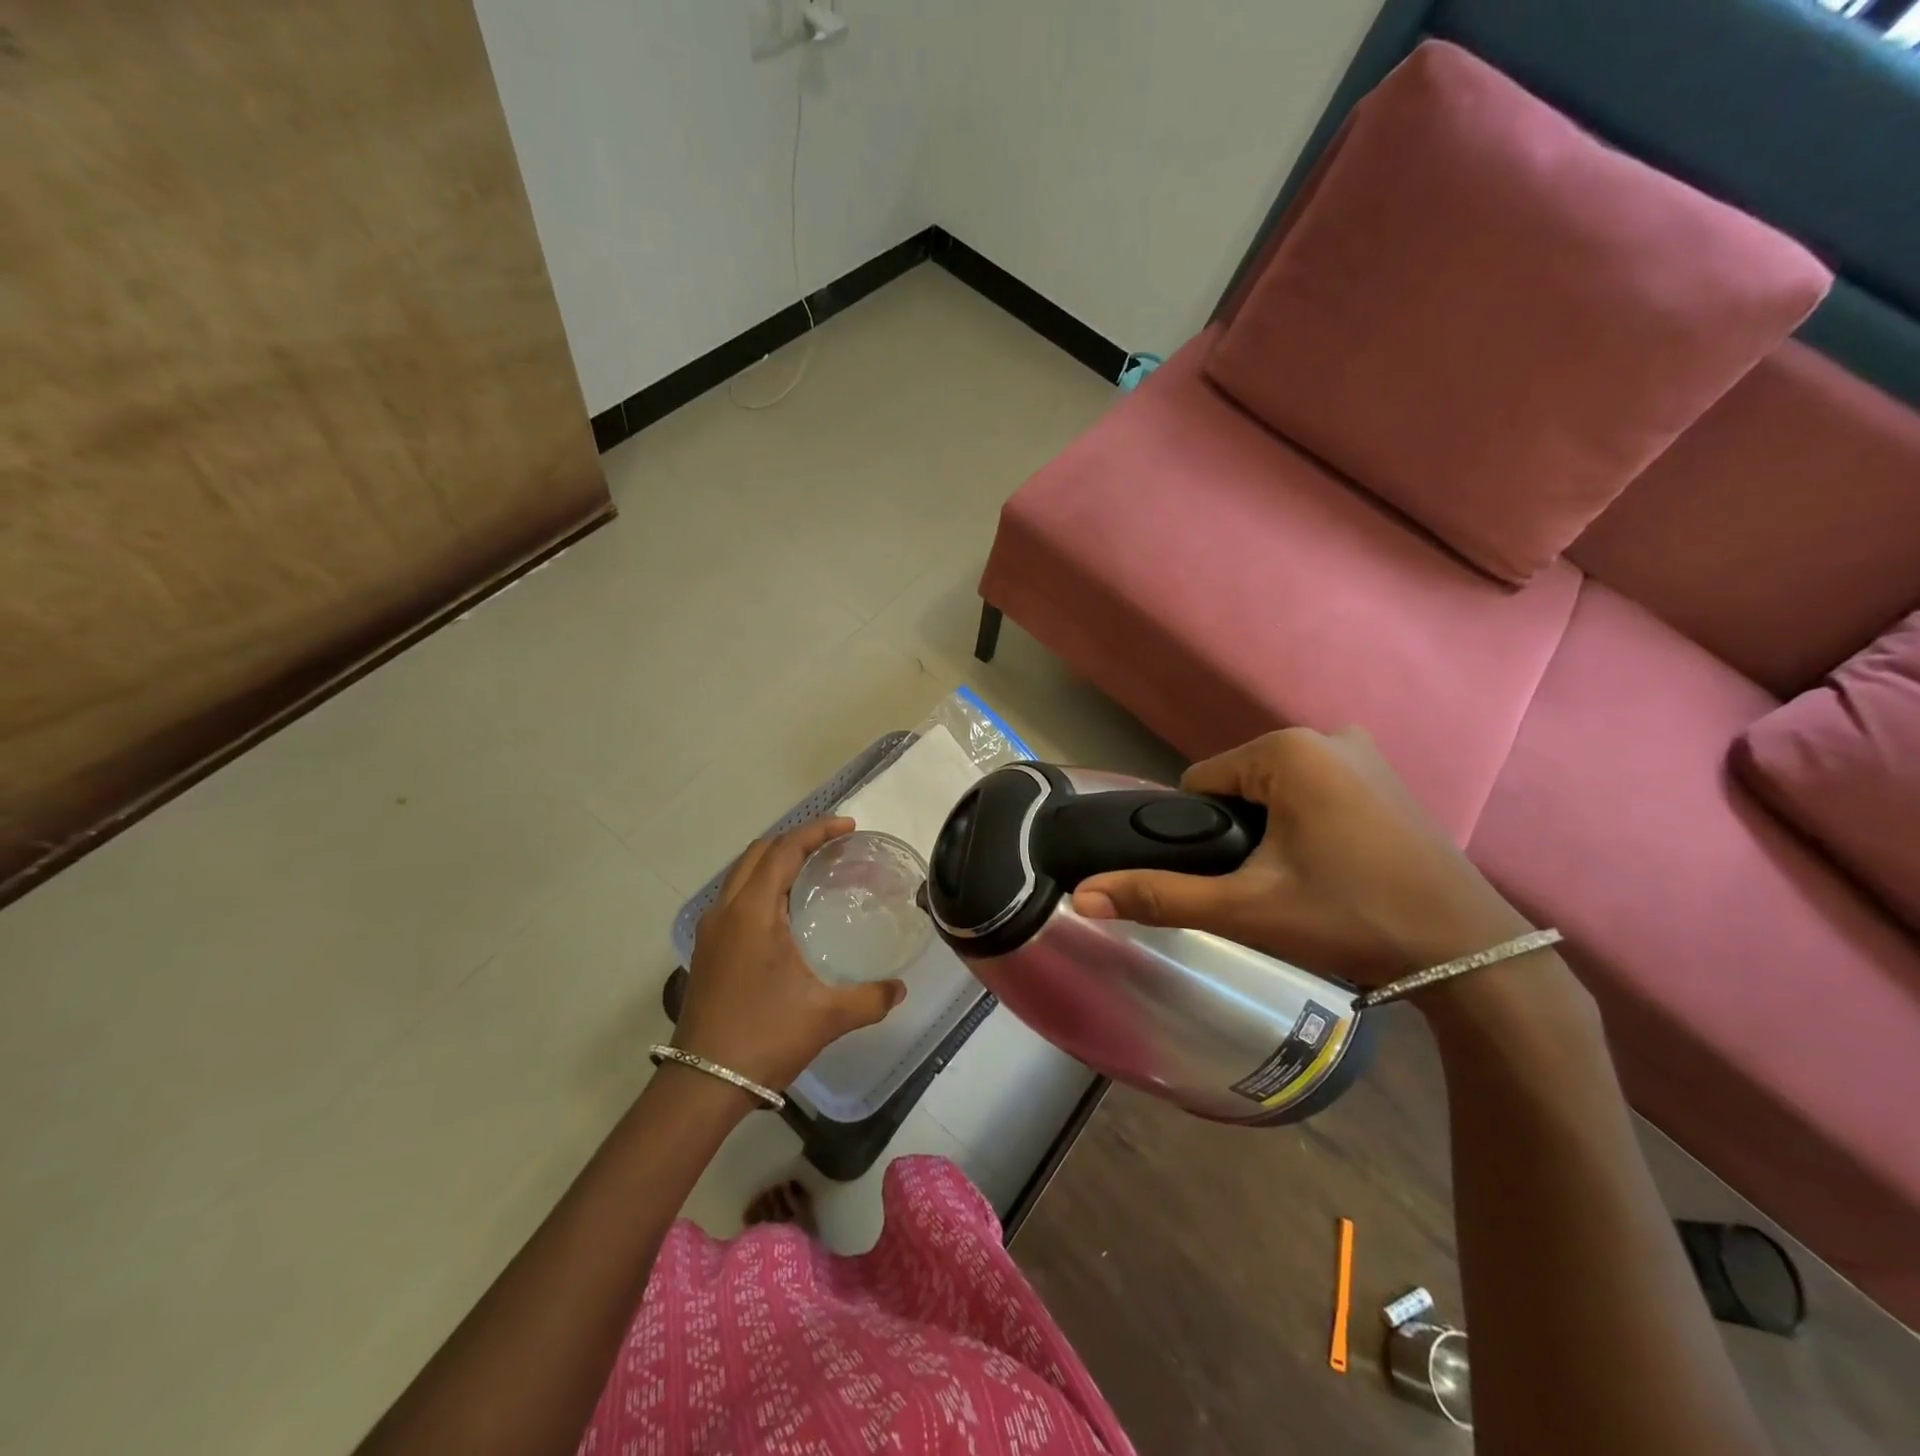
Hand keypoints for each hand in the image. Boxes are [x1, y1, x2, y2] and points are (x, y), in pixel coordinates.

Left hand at [674, 817, 905, 1090]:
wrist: (704, 1083)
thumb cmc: (765, 1037)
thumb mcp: (827, 1016)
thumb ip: (870, 998)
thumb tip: (900, 988)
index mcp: (753, 911)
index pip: (785, 849)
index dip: (817, 831)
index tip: (849, 827)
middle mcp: (727, 910)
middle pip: (759, 852)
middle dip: (796, 839)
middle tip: (834, 845)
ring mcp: (711, 930)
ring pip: (742, 873)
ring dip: (775, 860)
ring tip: (812, 870)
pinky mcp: (707, 949)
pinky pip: (735, 896)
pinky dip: (761, 884)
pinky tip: (785, 911)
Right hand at [1072, 728, 1533, 988]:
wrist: (1470, 955)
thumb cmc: (1350, 919)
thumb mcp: (1246, 909)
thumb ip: (1159, 897)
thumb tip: (1080, 896)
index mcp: (1287, 749)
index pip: (1199, 785)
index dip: (1200, 836)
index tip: (1232, 879)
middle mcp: (1326, 735)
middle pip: (1238, 785)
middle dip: (1238, 833)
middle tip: (1268, 887)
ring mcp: (1364, 753)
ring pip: (1275, 790)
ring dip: (1271, 830)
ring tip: (1300, 882)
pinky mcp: (1388, 777)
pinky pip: (1315, 791)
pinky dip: (1307, 823)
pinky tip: (1333, 868)